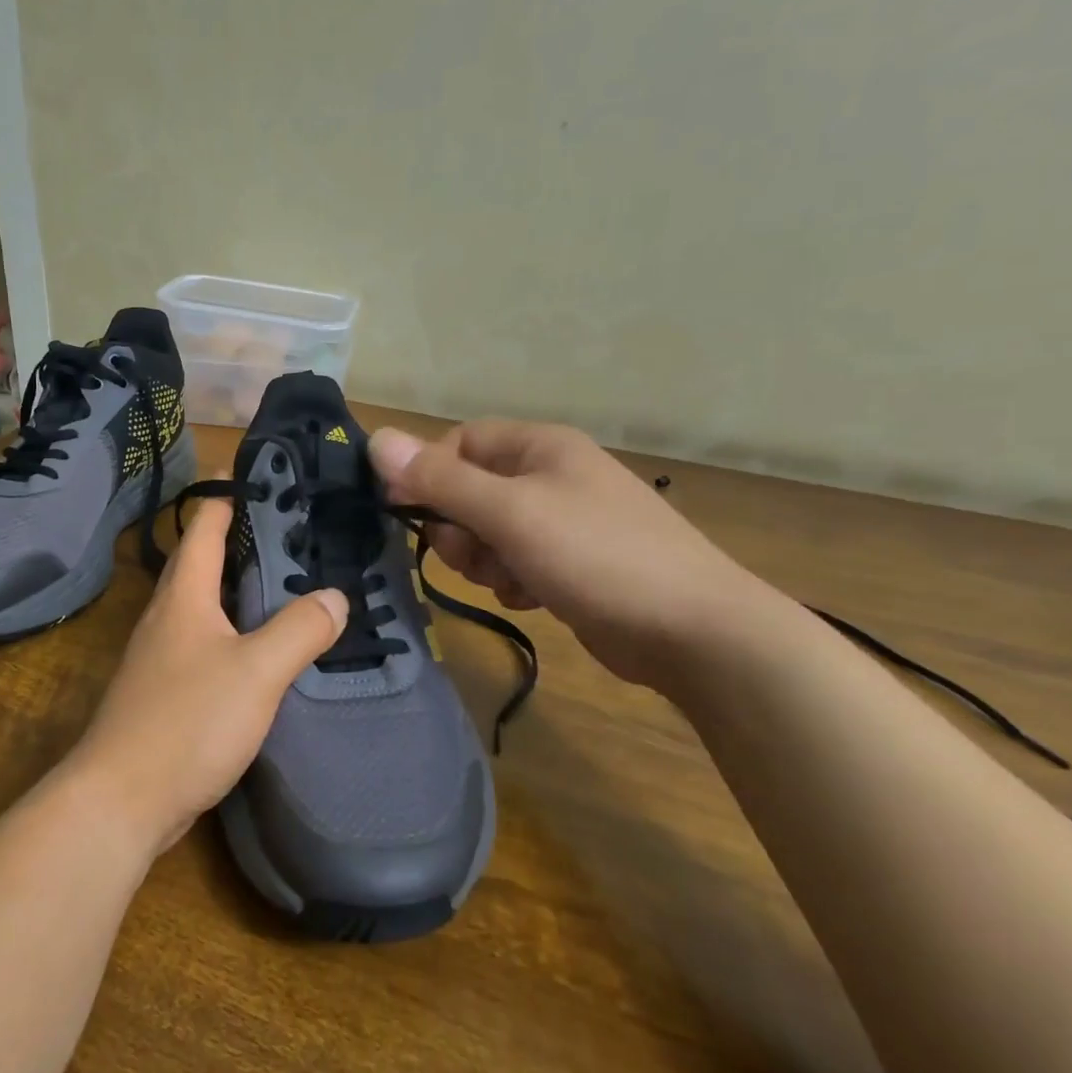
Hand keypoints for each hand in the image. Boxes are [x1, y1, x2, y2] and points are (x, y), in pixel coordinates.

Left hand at [64, 494, 348, 858]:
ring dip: (243, 589)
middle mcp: (168, 614)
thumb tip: (335, 596)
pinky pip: (207, 642)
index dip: (232, 496)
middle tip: (299, 535)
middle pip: (205, 561)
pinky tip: (265, 650)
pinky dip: (237, 632)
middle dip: (246, 541)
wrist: (122, 799)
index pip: (205, 524)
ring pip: (207, 604)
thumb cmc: (187, 721)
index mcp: (184, 595)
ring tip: (292, 585)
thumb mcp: (256, 671)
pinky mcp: (166, 689)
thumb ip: (299, 630)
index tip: (272, 482)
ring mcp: (162, 654)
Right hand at [369, 421, 780, 691]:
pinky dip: (511, 579)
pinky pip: (514, 561)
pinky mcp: (570, 562)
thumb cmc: (597, 556)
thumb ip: (439, 479)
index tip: (404, 513)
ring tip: (511, 580)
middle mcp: (550, 475)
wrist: (694, 632)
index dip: (427, 475)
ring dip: (484, 559)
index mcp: (539, 447)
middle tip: (474, 555)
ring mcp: (563, 521)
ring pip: (487, 532)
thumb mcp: (509, 513)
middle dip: (459, 528)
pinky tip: (532, 597)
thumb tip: (377, 440)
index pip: (457, 444)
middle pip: (468, 491)